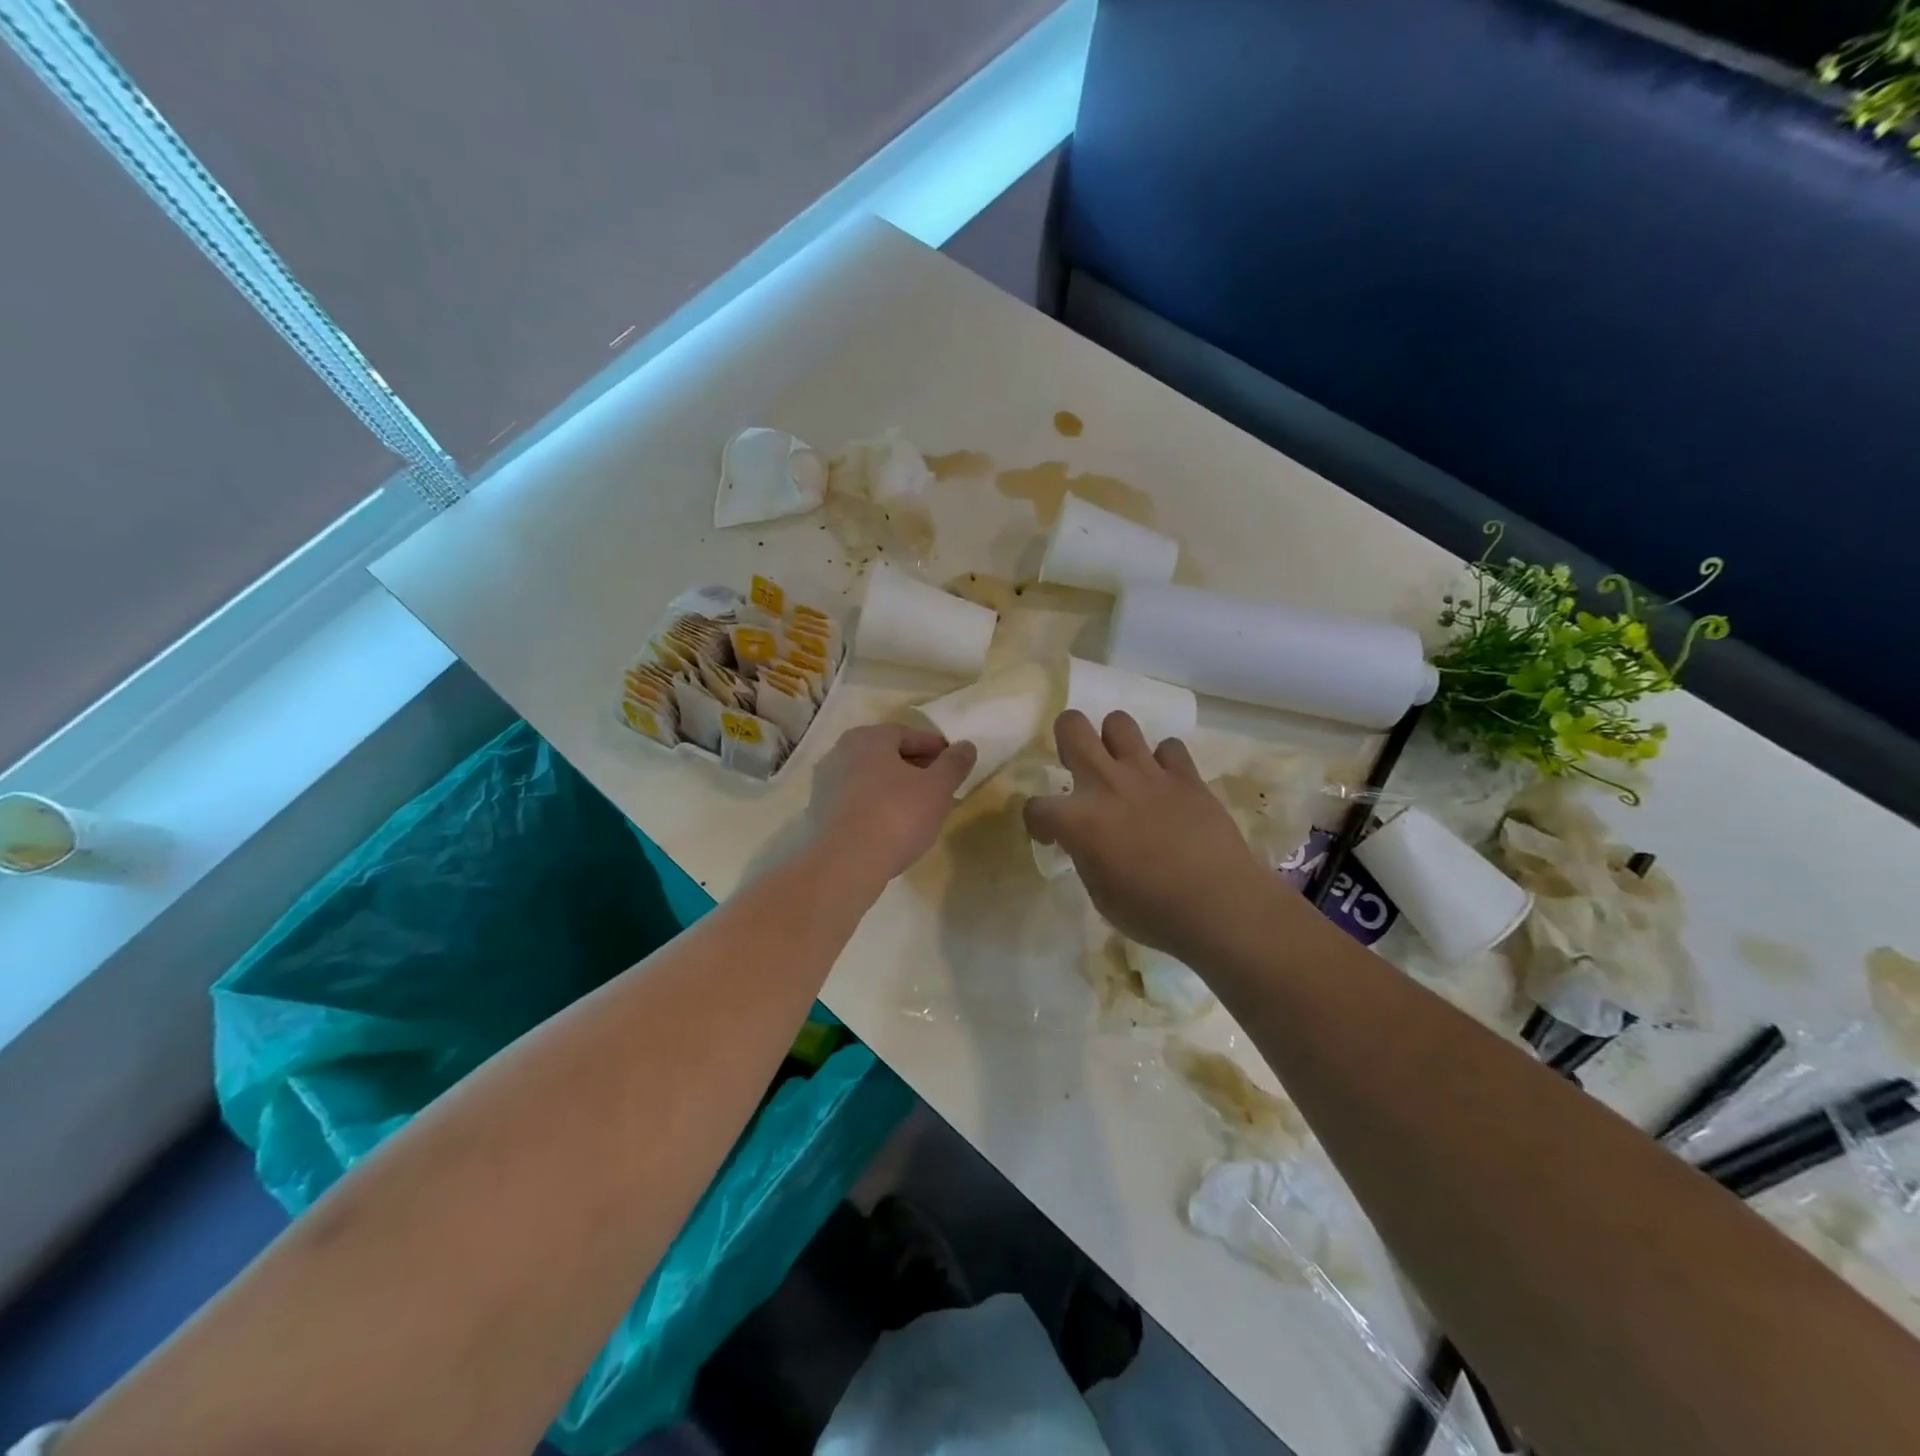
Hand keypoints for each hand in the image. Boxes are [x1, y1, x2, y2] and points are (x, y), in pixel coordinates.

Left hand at [808, 724, 975, 883]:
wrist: (845, 864)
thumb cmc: (896, 816)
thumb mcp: (937, 788)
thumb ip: (954, 763)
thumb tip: (966, 746)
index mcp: (867, 738)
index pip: (907, 734)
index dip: (934, 748)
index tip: (952, 764)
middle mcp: (840, 753)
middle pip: (885, 754)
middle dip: (913, 766)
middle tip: (938, 785)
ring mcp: (825, 784)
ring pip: (869, 778)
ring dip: (893, 787)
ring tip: (917, 807)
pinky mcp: (818, 813)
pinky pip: (856, 800)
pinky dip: (875, 805)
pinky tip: (891, 825)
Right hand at [1024, 711, 1274, 962]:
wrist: (1219, 905)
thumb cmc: (1152, 912)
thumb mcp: (1100, 893)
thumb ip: (1086, 856)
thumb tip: (1088, 843)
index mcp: (1078, 819)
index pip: (1036, 806)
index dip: (1038, 822)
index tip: (1050, 836)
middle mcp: (1107, 783)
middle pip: (1072, 726)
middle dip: (1066, 739)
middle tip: (1077, 766)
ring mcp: (1148, 774)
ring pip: (1119, 722)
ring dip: (1113, 742)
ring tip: (1121, 767)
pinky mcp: (1186, 776)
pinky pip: (1169, 747)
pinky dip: (1164, 762)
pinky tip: (1166, 784)